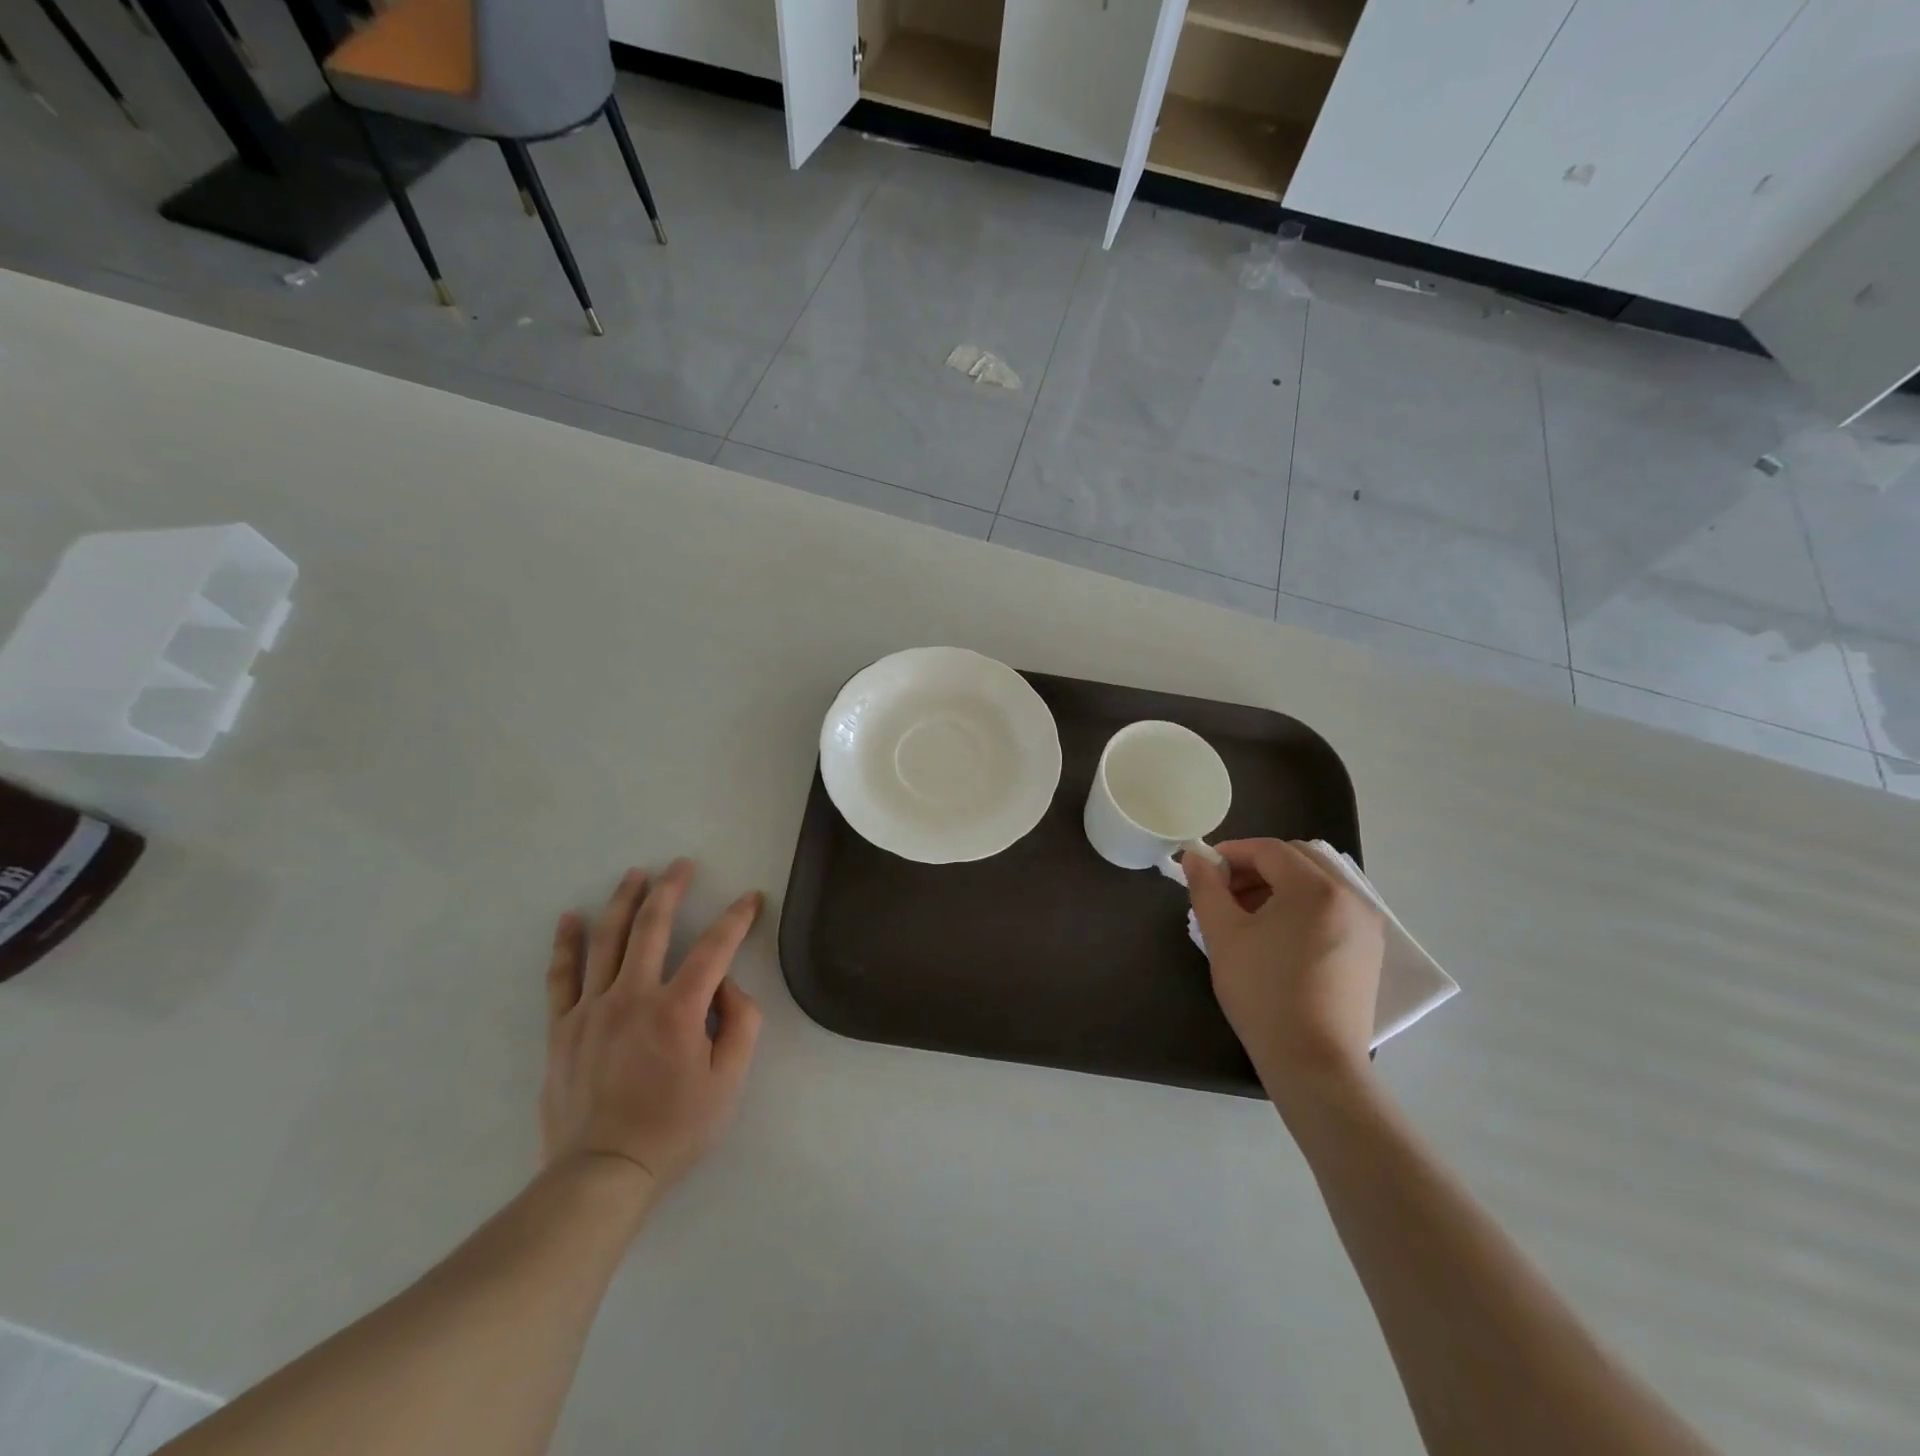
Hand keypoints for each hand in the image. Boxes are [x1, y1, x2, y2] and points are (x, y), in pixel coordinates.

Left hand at [541, 860, 763, 1201]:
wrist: (603, 1174)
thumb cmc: (675, 1129)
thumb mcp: (730, 1082)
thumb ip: (741, 1023)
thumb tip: (726, 985)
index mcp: (678, 1009)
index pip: (715, 947)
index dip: (736, 918)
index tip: (750, 898)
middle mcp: (632, 996)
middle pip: (652, 926)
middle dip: (671, 888)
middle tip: (682, 865)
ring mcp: (592, 1009)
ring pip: (607, 939)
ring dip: (624, 901)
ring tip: (635, 874)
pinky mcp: (562, 1028)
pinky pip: (562, 976)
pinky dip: (566, 943)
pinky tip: (571, 918)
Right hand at [1185, 840, 1383, 1104]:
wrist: (1314, 1062)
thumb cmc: (1263, 993)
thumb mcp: (1223, 935)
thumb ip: (1206, 888)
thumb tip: (1195, 858)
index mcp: (1316, 888)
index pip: (1269, 850)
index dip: (1232, 853)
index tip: (1205, 870)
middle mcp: (1350, 896)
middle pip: (1298, 859)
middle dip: (1257, 866)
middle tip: (1225, 891)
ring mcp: (1366, 924)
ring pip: (1317, 882)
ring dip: (1280, 885)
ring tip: (1247, 914)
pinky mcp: (1369, 949)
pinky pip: (1333, 907)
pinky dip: (1302, 906)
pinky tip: (1278, 935)